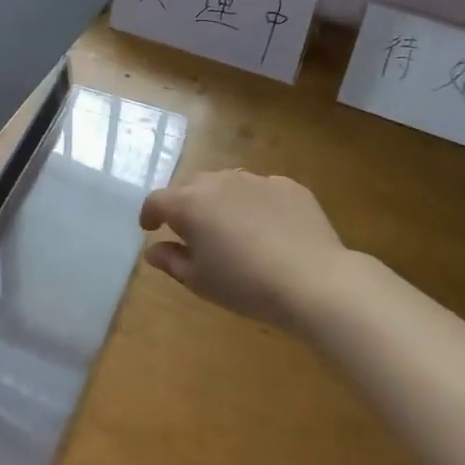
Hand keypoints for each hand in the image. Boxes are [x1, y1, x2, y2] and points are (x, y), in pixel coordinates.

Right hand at [139, 170, 352, 332]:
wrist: (313, 280)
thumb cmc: (245, 285)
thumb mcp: (199, 281)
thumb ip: (171, 260)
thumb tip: (154, 249)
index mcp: (190, 204)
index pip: (157, 200)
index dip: (150, 214)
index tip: (151, 228)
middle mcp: (219, 182)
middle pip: (192, 187)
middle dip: (186, 205)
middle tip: (193, 232)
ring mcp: (256, 180)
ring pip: (228, 184)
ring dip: (221, 201)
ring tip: (232, 229)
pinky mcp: (288, 185)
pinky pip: (262, 190)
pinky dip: (256, 205)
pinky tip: (269, 230)